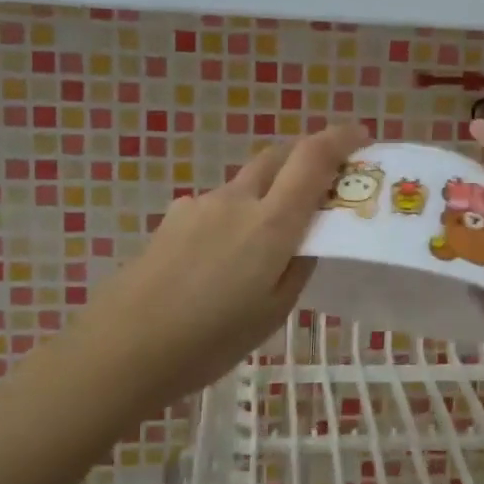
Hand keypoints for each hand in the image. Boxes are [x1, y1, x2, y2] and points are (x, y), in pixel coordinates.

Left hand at [61, 123, 368, 411]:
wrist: (123, 347)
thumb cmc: (209, 340)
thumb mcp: (273, 313)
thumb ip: (297, 267)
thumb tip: (308, 239)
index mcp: (271, 223)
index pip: (312, 159)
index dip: (339, 139)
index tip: (361, 136)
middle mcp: (236, 200)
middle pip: (277, 156)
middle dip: (305, 156)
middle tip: (323, 181)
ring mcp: (199, 205)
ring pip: (245, 184)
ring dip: (267, 192)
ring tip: (265, 241)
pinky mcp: (172, 219)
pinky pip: (216, 206)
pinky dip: (233, 216)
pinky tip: (220, 259)